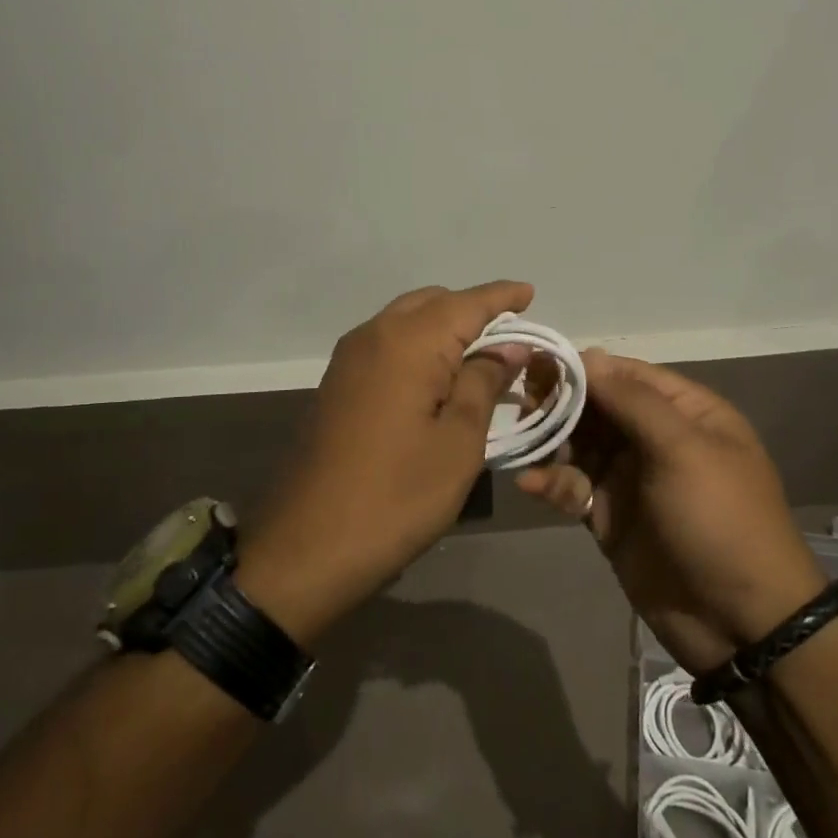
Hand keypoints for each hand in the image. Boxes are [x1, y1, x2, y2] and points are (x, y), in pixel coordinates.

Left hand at [237, 282, 534, 643]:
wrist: (307, 545)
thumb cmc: (396, 496)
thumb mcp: (458, 442)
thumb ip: (483, 383)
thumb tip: (507, 347)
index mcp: (408, 342)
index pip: (466, 303)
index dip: (501, 297)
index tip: (530, 292)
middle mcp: (374, 335)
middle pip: (432, 303)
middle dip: (472, 311)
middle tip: (510, 334)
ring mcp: (348, 359)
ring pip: (405, 320)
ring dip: (443, 327)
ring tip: (478, 354)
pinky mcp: (337, 383)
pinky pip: (386, 344)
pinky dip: (417, 346)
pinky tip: (436, 375)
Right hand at [518, 352, 827, 675]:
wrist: (740, 623)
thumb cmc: (719, 520)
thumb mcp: (683, 450)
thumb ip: (633, 401)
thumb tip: (589, 356)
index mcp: (686, 414)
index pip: (627, 375)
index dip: (585, 368)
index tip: (539, 364)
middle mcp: (656, 439)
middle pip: (598, 408)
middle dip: (561, 404)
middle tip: (523, 405)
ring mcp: (631, 479)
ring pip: (580, 445)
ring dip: (551, 442)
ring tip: (523, 443)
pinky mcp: (609, 517)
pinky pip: (574, 487)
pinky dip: (552, 482)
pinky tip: (531, 484)